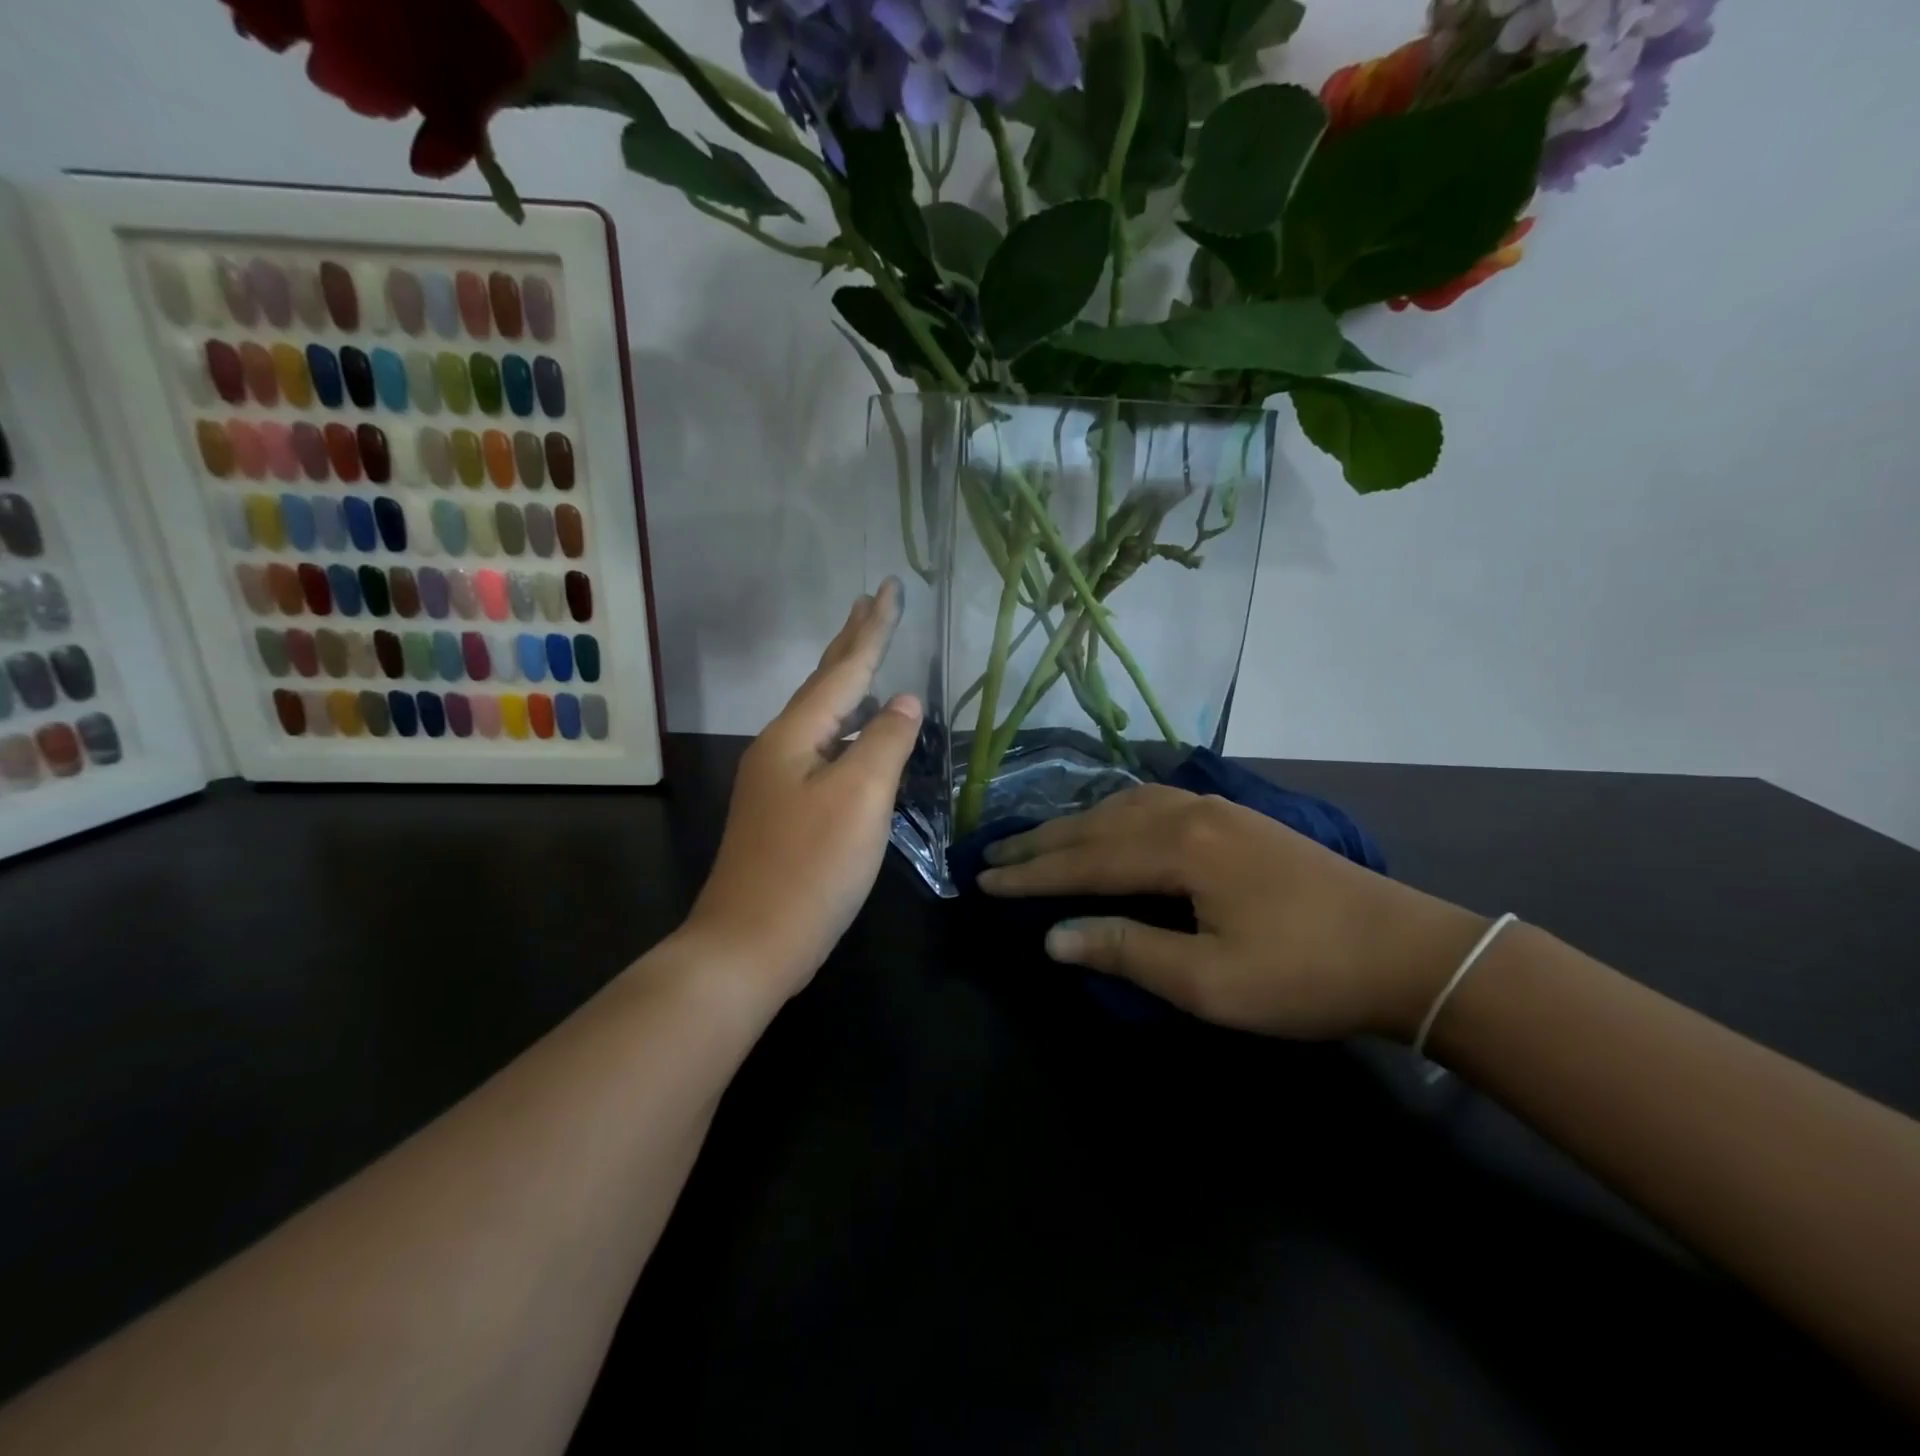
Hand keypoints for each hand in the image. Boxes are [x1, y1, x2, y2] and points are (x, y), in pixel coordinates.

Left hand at [681, 581, 920, 1000]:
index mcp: (795, 735)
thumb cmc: (810, 868)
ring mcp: (777, 781)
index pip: (844, 669)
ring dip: (845, 681)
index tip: (890, 589)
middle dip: (851, 642)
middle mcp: (780, 748)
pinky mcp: (784, 811)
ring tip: (865, 654)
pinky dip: (844, 726)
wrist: (750, 944)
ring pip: (820, 716)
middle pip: (824, 683)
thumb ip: (885, 742)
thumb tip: (905, 701)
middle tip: (871, 603)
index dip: (872, 629)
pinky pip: (821, 748)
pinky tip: (854, 733)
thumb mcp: (859, 798)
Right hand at [977, 785, 1488, 1040]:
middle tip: (992, 856)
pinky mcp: (1235, 817)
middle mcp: (1188, 814)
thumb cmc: (1304, 975)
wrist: (1406, 950)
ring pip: (1123, 805)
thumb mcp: (1209, 983)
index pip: (1084, 860)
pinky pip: (1153, 802)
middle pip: (1097, 824)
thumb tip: (1053, 935)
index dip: (1030, 874)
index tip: (982, 881)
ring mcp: (1215, 808)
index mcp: (1179, 849)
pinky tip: (1110, 820)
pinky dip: (1114, 811)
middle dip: (1041, 843)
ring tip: (1038, 840)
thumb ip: (1127, 951)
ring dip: (1075, 823)